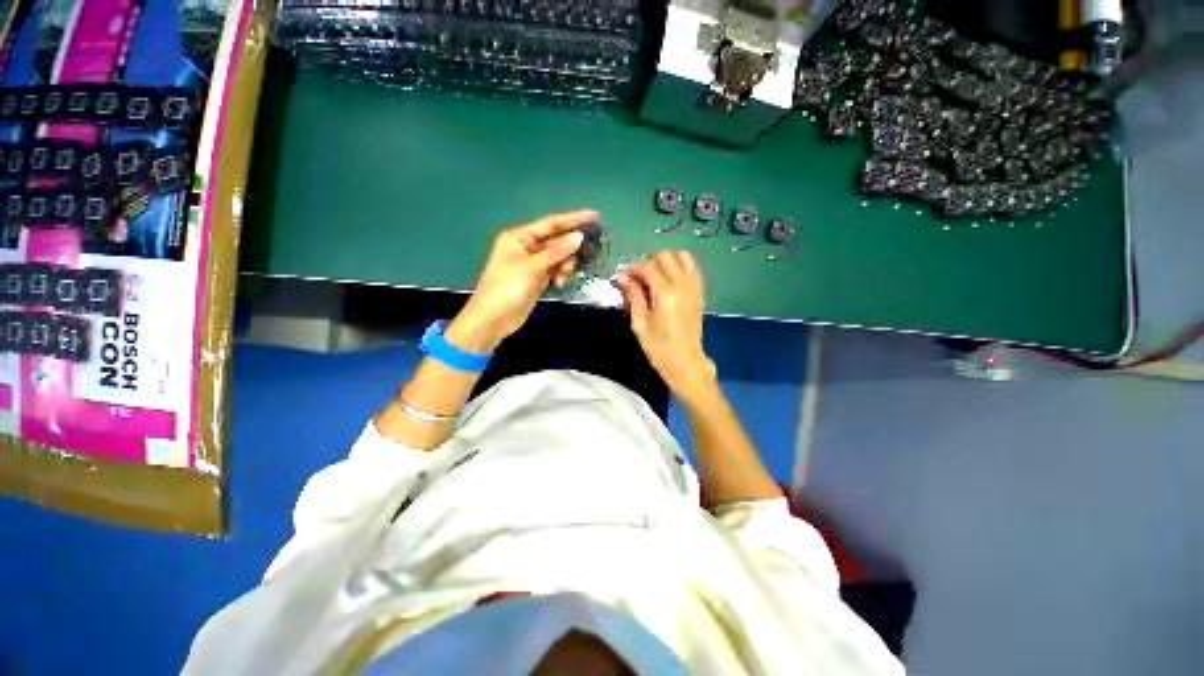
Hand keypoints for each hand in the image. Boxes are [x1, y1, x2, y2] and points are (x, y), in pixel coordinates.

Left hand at [448, 209, 598, 352]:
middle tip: (590, 254)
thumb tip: (579, 237)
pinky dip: (561, 275)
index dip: (574, 219)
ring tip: (563, 279)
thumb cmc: (508, 288)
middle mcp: (526, 247)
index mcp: (519, 237)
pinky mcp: (537, 279)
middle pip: (557, 241)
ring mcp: (532, 264)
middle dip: (571, 248)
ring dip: (565, 266)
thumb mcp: (532, 267)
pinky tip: (561, 284)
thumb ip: (557, 252)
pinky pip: (555, 270)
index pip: (552, 224)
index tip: (596, 216)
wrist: (493, 320)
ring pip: (558, 257)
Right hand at [614, 251, 716, 398]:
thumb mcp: (640, 323)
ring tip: (655, 277)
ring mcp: (694, 287)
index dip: (633, 269)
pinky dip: (679, 266)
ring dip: (666, 261)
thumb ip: (633, 296)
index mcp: (666, 294)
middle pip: (666, 256)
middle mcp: (683, 285)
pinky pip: (692, 267)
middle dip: (649, 262)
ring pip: (682, 257)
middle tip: (639, 279)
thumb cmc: (659, 347)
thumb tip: (621, 277)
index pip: (648, 267)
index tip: (623, 278)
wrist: (685, 362)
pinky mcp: (700, 292)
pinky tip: (668, 280)